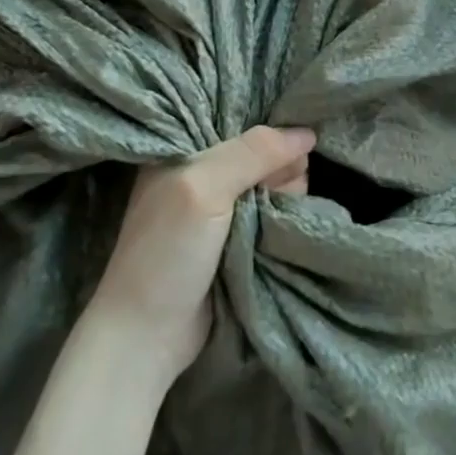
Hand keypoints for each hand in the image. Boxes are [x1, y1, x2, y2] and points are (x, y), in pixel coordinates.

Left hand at [90, 125, 315, 386]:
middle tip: (265, 198)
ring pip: (279, 183)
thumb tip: (307, 133)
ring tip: (267, 224)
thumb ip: (252, 153)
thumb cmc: (166, 252)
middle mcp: (206, 170)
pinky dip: (285, 219)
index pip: (243, 119)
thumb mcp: (203, 188)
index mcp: (186, 148)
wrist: (148, 335)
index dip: (269, 133)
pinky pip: (277, 212)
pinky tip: (282, 229)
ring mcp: (224, 206)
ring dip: (285, 200)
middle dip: (279, 171)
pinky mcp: (240, 236)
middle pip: (268, 152)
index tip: (284, 152)